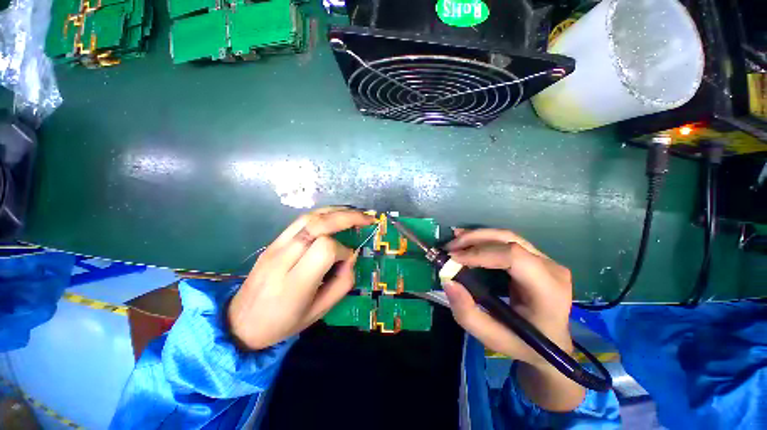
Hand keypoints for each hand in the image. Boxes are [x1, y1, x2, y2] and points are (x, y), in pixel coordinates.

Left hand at [228, 207, 374, 349]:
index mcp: (295, 283)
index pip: (325, 249)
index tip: (347, 260)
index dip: (343, 251)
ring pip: (309, 217)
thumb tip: (350, 257)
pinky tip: (335, 214)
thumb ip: (342, 283)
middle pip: (318, 225)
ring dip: (336, 211)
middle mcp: (283, 258)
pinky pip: (300, 220)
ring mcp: (275, 246)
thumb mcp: (319, 312)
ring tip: (355, 213)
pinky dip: (322, 213)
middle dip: (347, 217)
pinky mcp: (273, 241)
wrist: (240, 322)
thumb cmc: (283, 322)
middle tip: (367, 218)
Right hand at [444, 228, 584, 410]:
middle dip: (474, 240)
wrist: (552, 343)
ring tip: (454, 241)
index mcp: (548, 291)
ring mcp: (546, 260)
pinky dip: (484, 239)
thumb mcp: (492, 337)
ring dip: (477, 236)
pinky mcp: (536, 257)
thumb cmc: (524, 344)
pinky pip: (507, 241)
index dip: (480, 253)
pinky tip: (468, 241)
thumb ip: (467, 313)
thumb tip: (448, 281)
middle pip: (509, 240)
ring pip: (506, 236)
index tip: (454, 259)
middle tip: (449, 248)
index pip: (514, 257)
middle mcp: (551, 269)